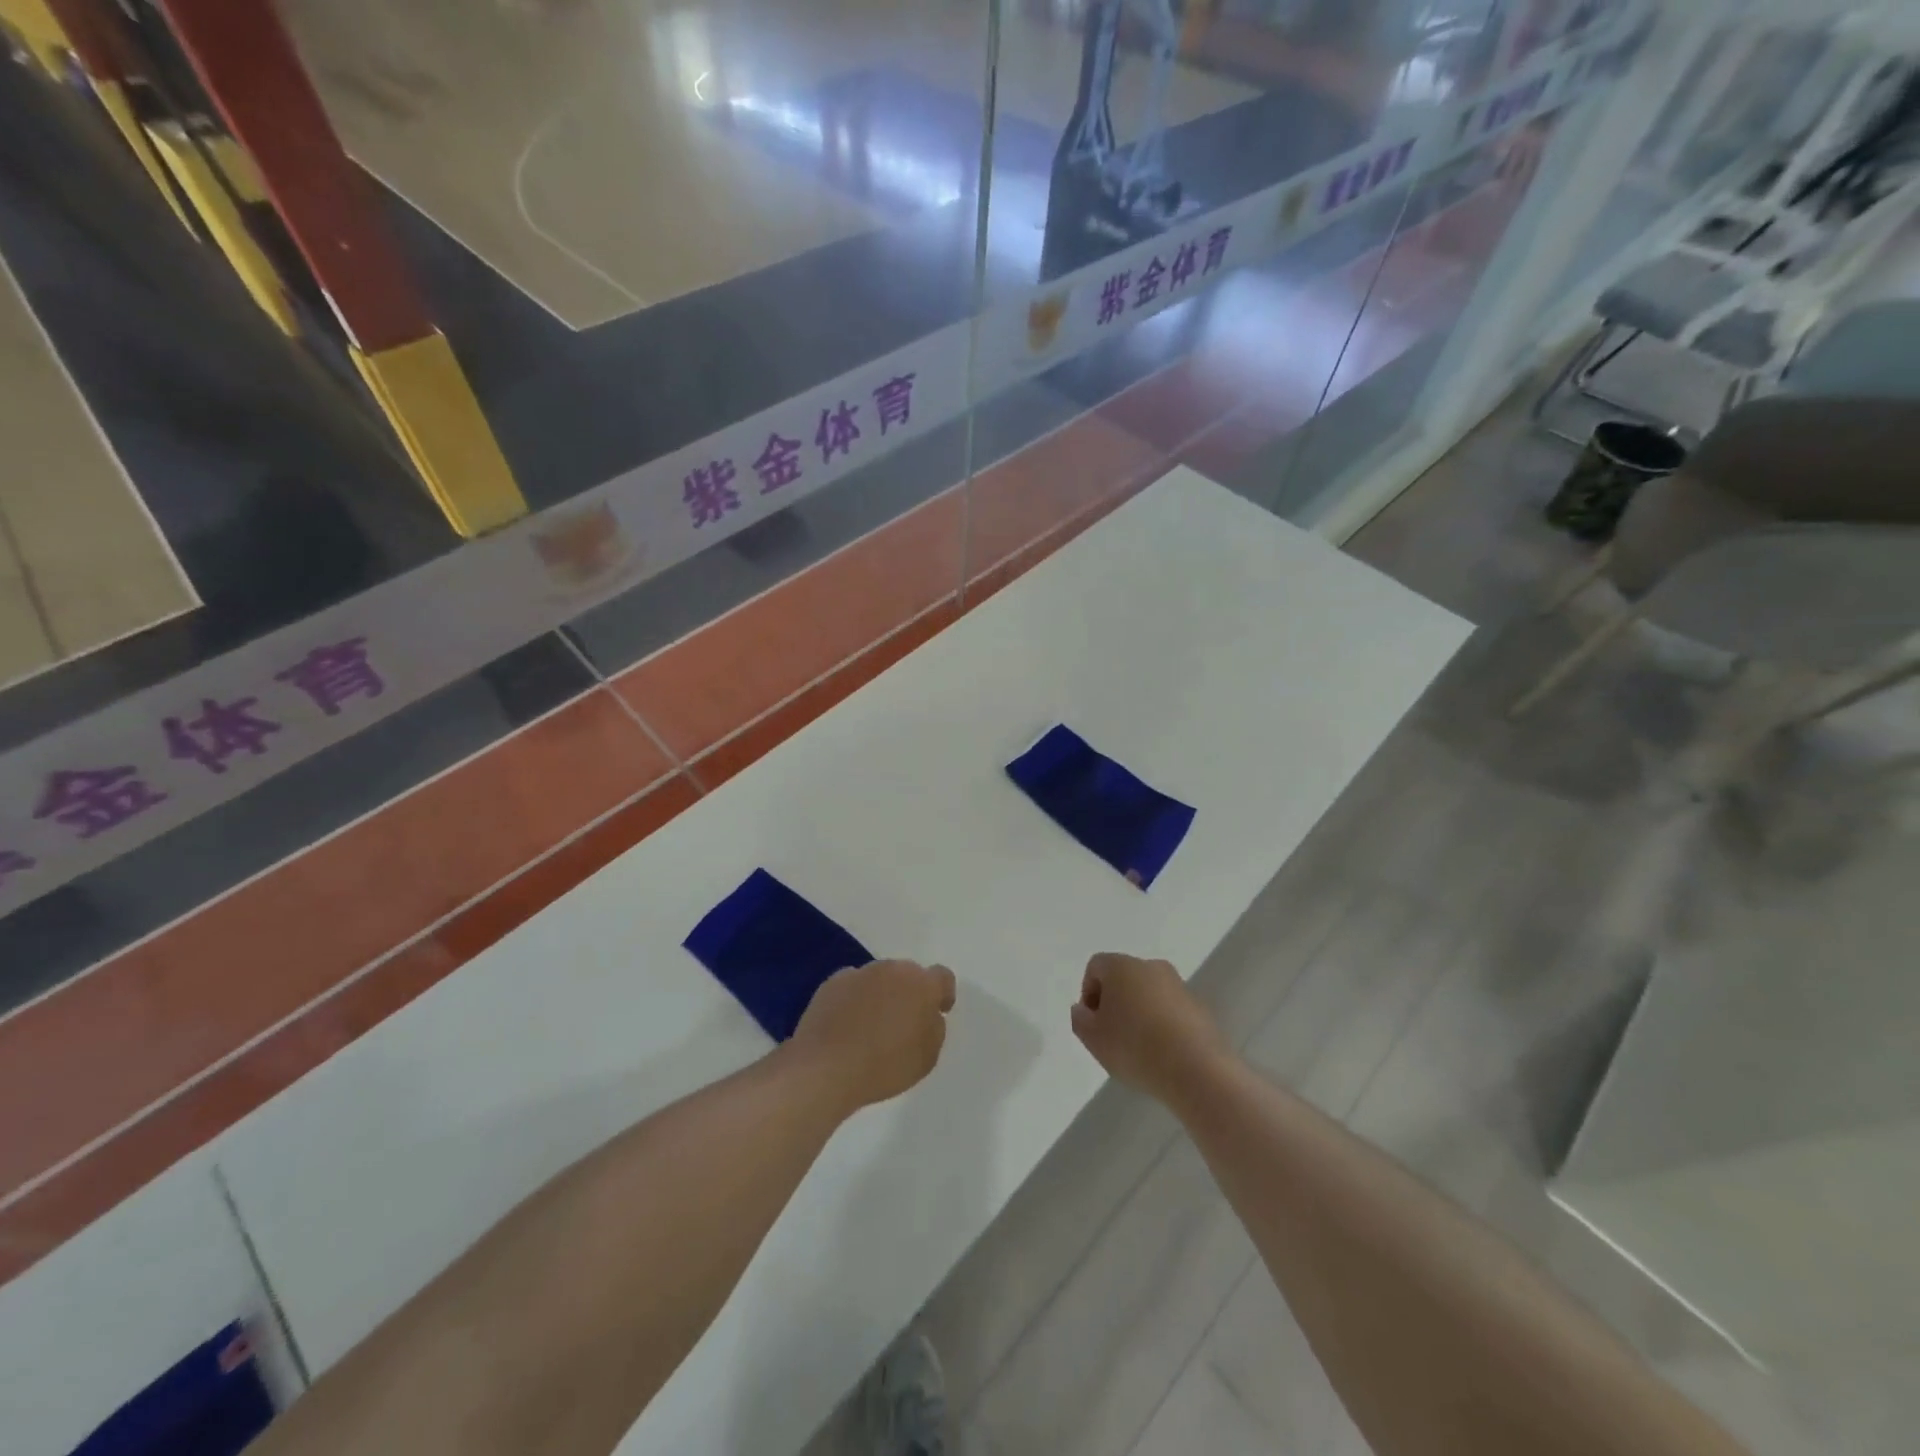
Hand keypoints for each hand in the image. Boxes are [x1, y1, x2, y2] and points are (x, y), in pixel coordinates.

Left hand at [791, 960, 956, 1113]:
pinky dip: (854, 1000)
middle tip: (902, 1023)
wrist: (826, 1068)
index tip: (937, 1012)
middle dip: (909, 993)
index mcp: (922, 984)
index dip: (942, 994)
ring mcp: (860, 973)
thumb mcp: (927, 1057)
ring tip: (870, 1027)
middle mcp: (892, 969)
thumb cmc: (885, 1066)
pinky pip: (852, 987)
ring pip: (879, 979)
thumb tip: (928, 1014)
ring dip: (880, 995)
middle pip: (908, 975)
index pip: (942, 977)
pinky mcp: (832, 982)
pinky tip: (846, 1026)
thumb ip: (934, 1028)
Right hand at [1071, 952, 1228, 1103]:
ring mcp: (1179, 986)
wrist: (1197, 1071)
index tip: (1093, 1023)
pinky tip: (1163, 1053)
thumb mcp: (1093, 1038)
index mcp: (1122, 966)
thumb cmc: (1135, 1048)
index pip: (1096, 967)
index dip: (1088, 993)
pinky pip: (1171, 1011)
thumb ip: (1080, 1019)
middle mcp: (1152, 967)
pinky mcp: (1200, 1008)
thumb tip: (1083, 1009)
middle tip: (1112, 1036)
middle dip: (1115, 1002)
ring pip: (1149, 994)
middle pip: (1124, 978)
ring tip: (1139, 1049)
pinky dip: (1162, 1025)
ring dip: (1140, 1014)